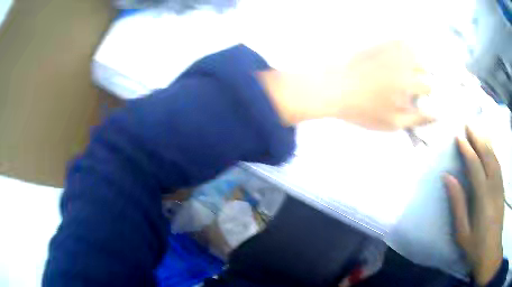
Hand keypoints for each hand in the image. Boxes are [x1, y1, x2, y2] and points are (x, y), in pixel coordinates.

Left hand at [259, 41, 432, 129]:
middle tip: (416, 89)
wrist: (334, 87)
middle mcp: (402, 63)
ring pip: (417, 53)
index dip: (428, 97)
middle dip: (424, 81)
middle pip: (426, 70)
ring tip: (411, 75)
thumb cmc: (363, 109)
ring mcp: (391, 50)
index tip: (422, 101)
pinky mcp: (382, 44)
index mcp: (407, 83)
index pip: (429, 88)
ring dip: (419, 64)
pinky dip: (408, 49)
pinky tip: (403, 60)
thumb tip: (436, 116)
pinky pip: (403, 42)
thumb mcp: (392, 122)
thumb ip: (417, 119)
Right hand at [444, 127, 503, 285]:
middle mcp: (493, 185)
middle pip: (486, 155)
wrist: (491, 251)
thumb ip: (457, 203)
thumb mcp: (462, 231)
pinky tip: (489, 148)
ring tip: (478, 130)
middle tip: (468, 124)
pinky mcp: (502, 187)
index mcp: (483, 196)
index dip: (466, 149)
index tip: (458, 137)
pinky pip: (498, 163)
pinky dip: (492, 152)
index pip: (474, 165)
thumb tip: (448, 177)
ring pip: (494, 156)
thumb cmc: (476, 246)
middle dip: (477, 138)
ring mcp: (499, 184)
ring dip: (486, 141)